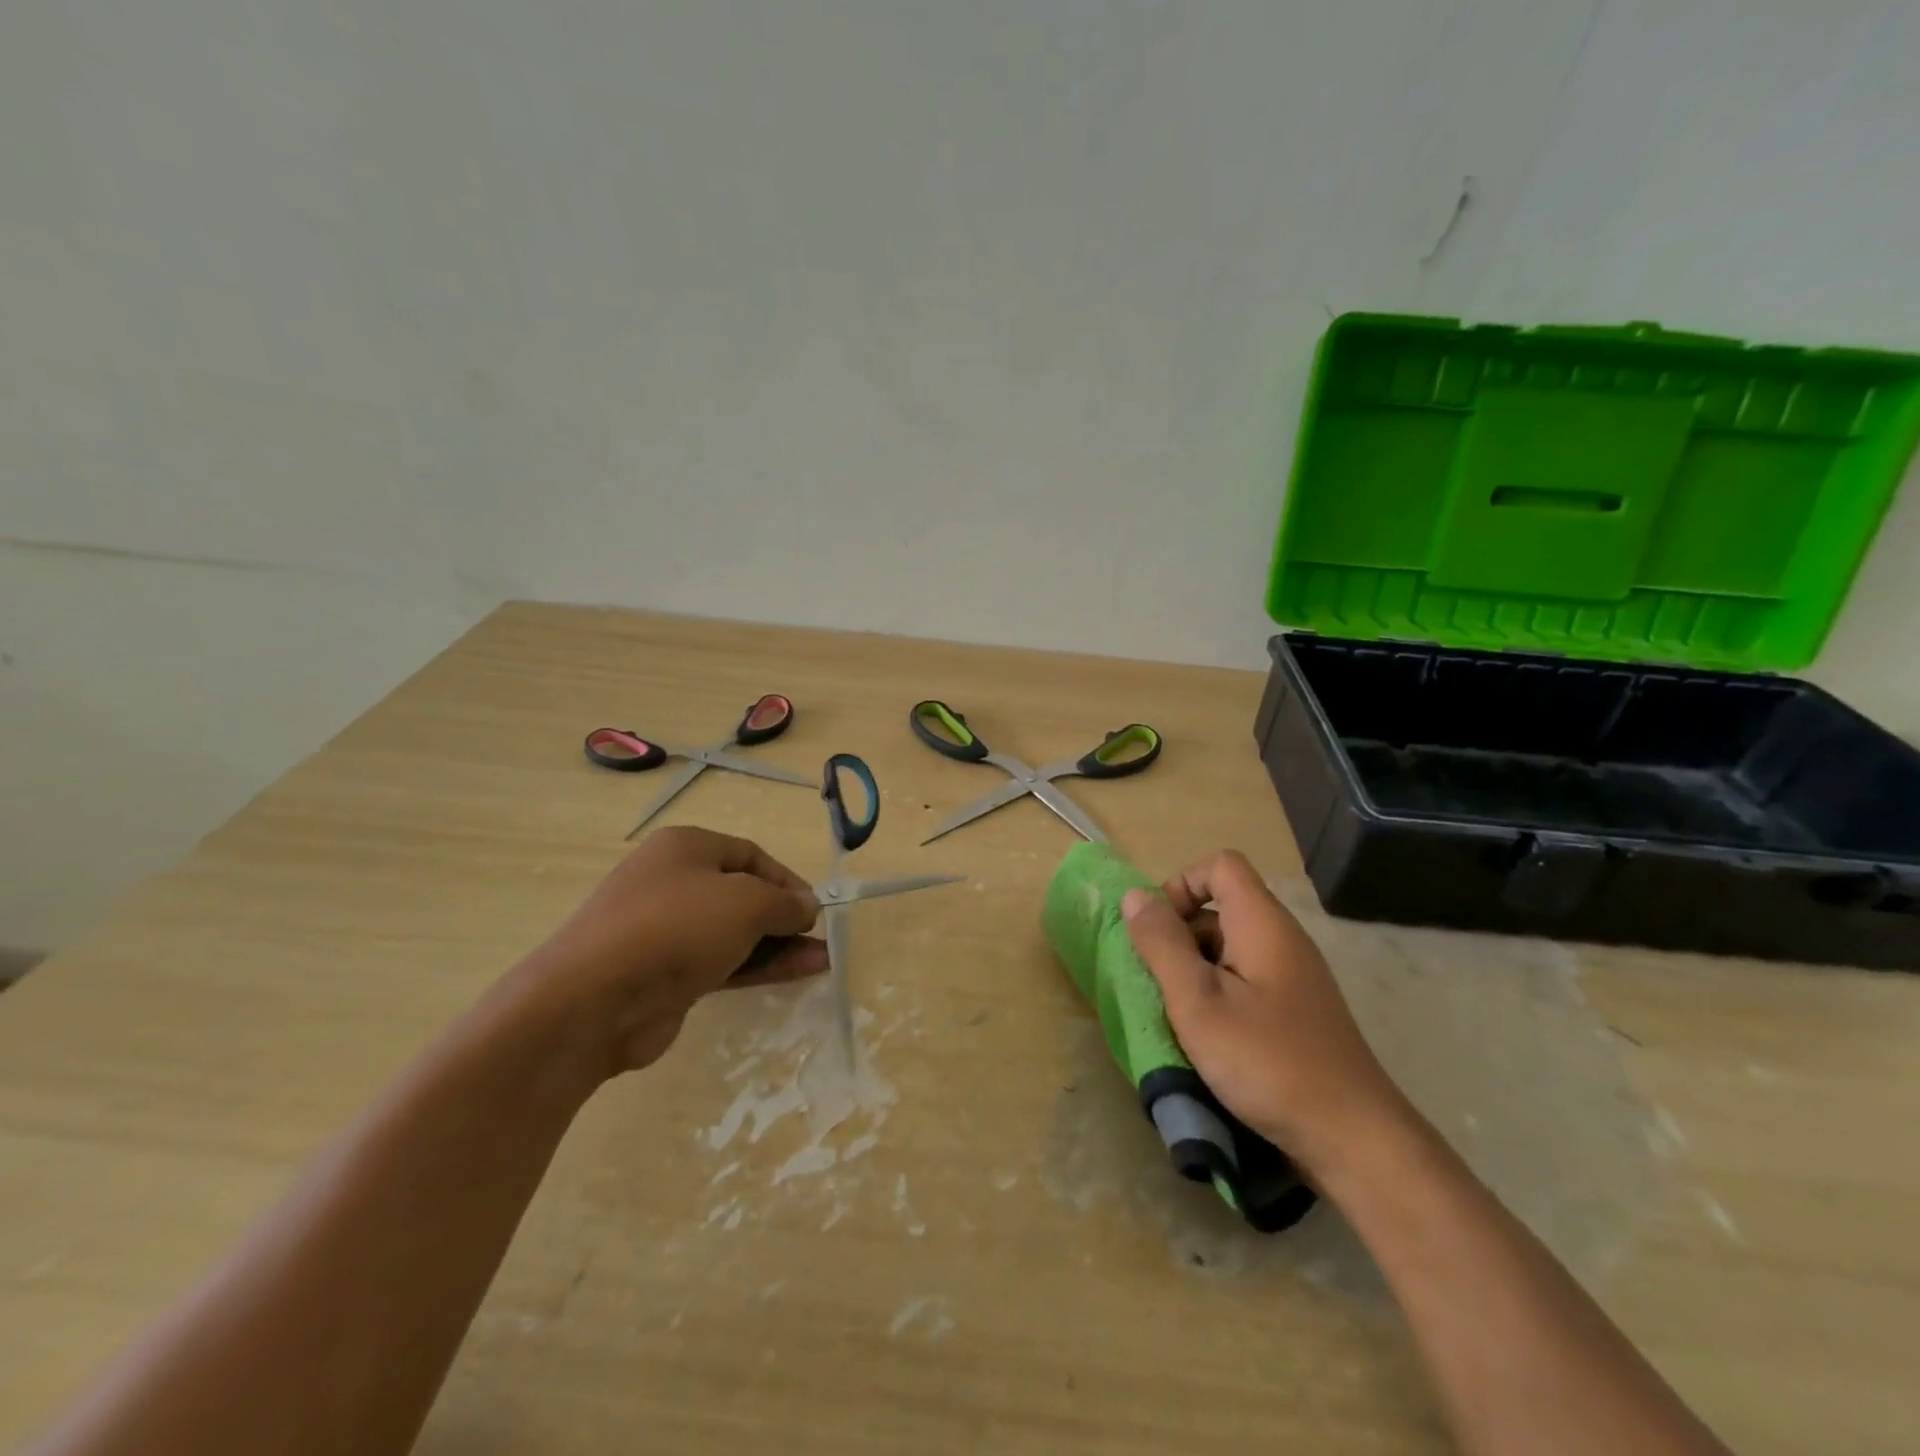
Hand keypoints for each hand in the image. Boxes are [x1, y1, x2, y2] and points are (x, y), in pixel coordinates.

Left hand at [505, 827, 824, 1078]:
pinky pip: (721, 964)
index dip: (786, 879)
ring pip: (733, 933)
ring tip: (821, 961)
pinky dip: (757, 967)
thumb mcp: (746, 902)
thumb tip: (808, 907)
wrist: (595, 999)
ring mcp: (665, 932)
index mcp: (685, 848)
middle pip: (741, 894)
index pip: (749, 855)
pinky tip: (796, 974)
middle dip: (784, 915)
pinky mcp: (664, 975)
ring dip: (777, 945)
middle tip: (817, 937)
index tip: (814, 907)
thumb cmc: (676, 926)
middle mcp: (673, 883)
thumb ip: (785, 903)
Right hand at [1121, 850, 1405, 1179]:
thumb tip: (1134, 896)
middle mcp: (1281, 940)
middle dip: (1179, 936)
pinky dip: (1217, 998)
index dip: (1182, 884)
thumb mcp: (1198, 1000)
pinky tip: (1206, 1041)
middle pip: (1221, 908)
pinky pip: (1245, 983)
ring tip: (1176, 1017)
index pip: (1220, 865)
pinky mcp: (1295, 1013)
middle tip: (1157, 982)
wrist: (1353, 1139)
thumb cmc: (1267, 1061)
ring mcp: (1292, 978)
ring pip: (1229, 950)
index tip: (1159, 930)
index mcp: (1262, 923)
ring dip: (1194, 972)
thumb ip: (1162, 944)